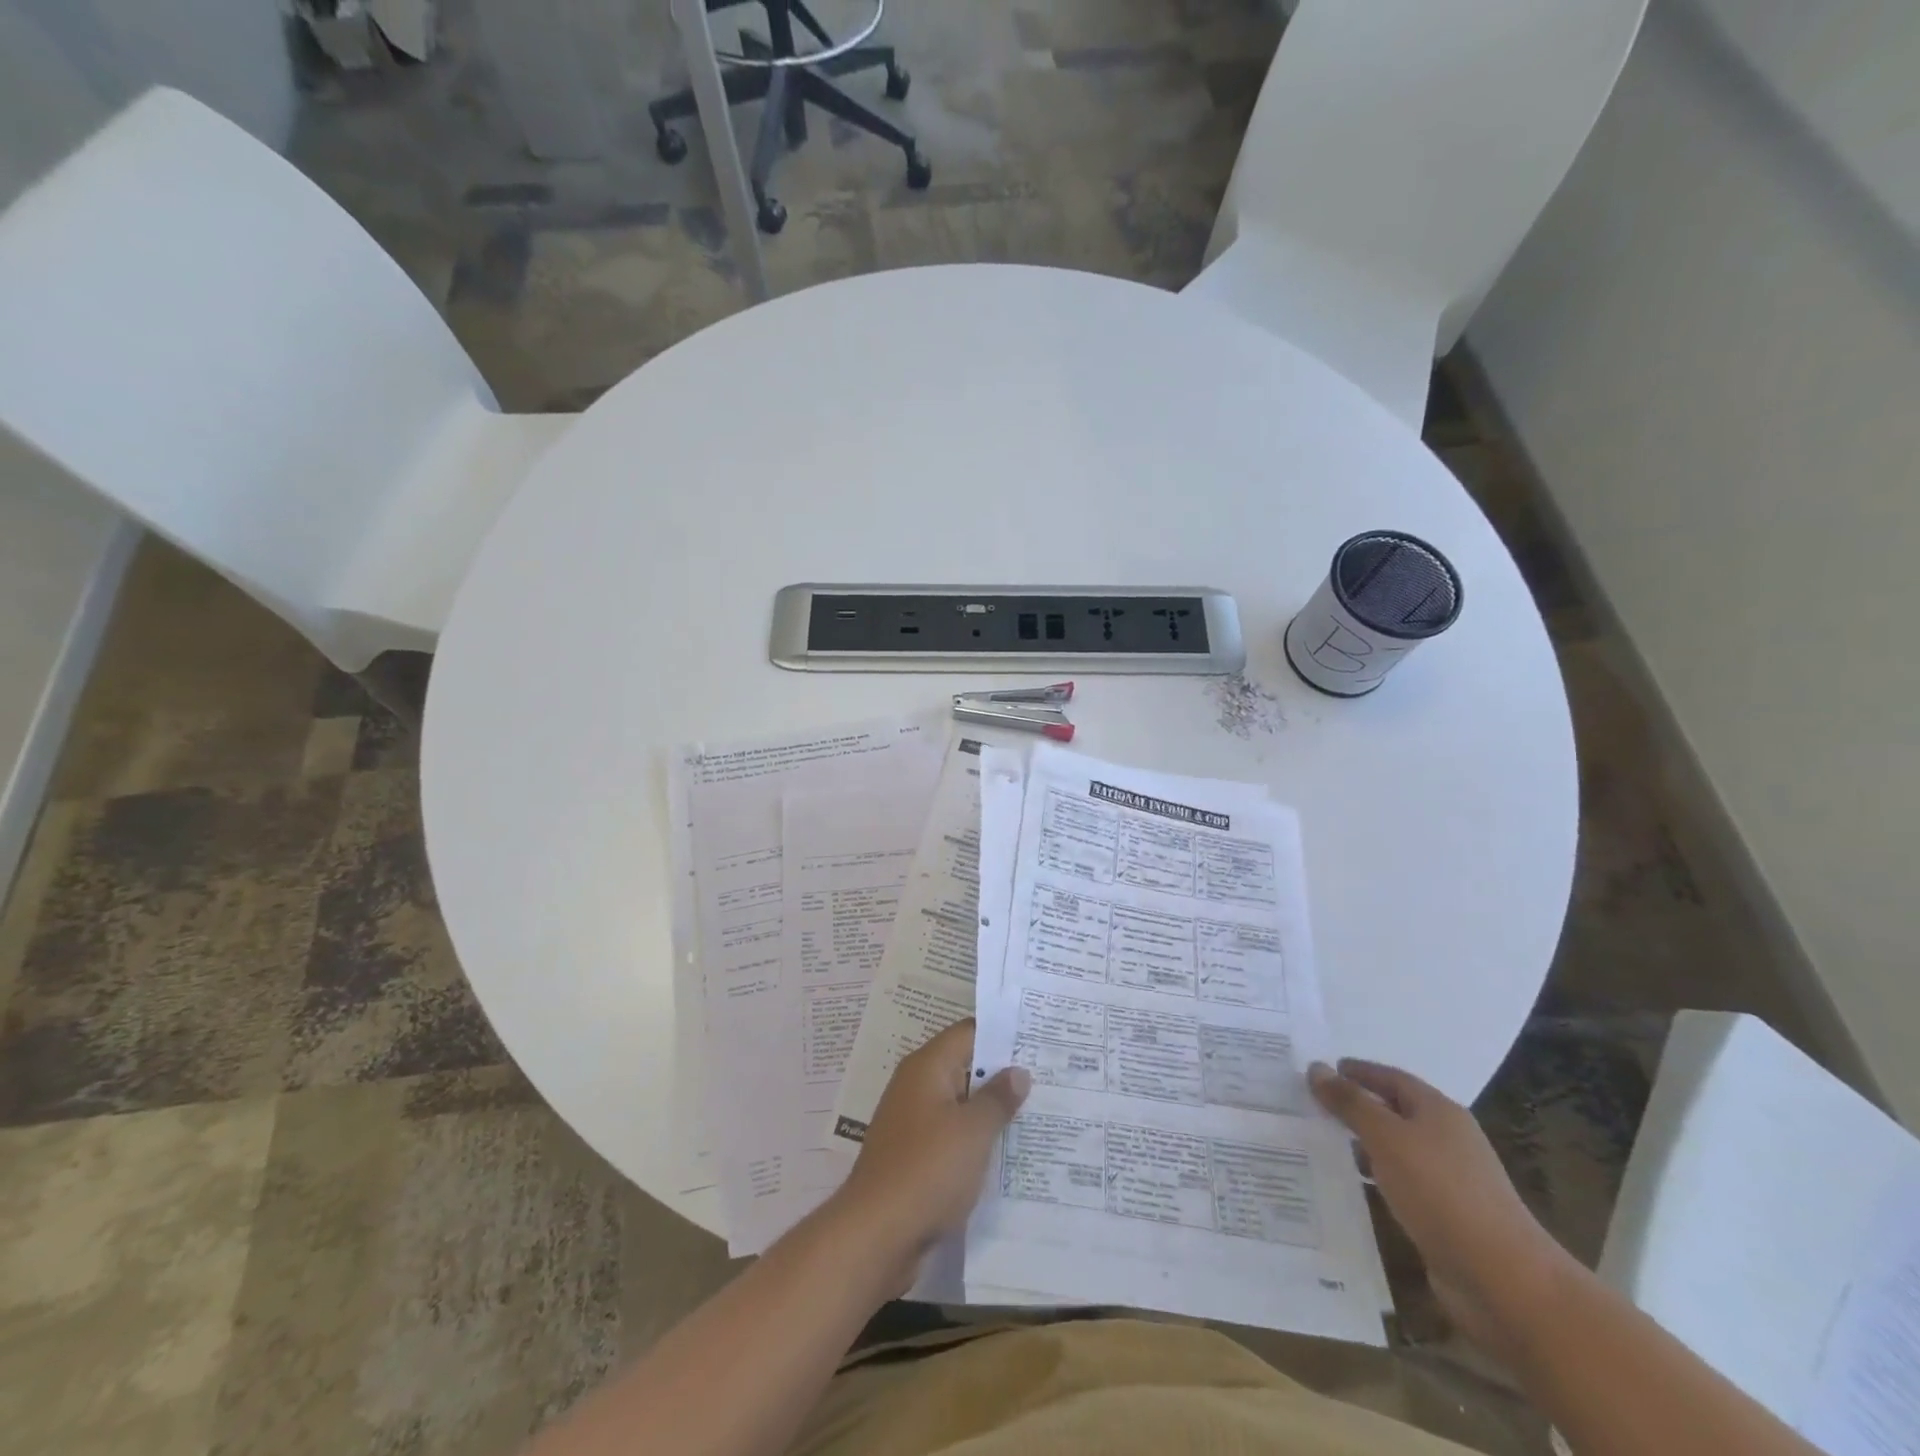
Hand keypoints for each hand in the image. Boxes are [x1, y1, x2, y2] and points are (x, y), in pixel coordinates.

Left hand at [833, 1020, 1029, 1289]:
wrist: (876, 1235)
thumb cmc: (928, 1169)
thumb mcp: (972, 1131)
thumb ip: (998, 1098)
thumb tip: (1018, 1071)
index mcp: (927, 1067)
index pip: (968, 1033)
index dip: (1002, 1033)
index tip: (1037, 1038)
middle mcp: (916, 1086)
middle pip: (964, 1066)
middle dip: (1002, 1073)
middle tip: (1047, 1075)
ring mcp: (912, 1122)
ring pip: (959, 1104)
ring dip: (990, 1109)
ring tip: (1036, 1112)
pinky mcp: (914, 1156)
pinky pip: (951, 1135)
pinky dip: (975, 1138)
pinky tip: (1006, 1151)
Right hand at [1309, 1058, 1576, 1356]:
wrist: (1504, 1281)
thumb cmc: (1442, 1192)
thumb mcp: (1386, 1137)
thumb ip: (1349, 1101)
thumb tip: (1316, 1067)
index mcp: (1439, 1111)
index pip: (1391, 1077)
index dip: (1357, 1071)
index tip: (1322, 1070)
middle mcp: (1446, 1140)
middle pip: (1393, 1112)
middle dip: (1355, 1106)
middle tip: (1311, 1103)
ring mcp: (1448, 1181)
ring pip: (1394, 1150)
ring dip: (1360, 1144)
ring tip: (1318, 1142)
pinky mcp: (1445, 1217)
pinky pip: (1399, 1185)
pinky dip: (1373, 1179)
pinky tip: (1348, 1186)